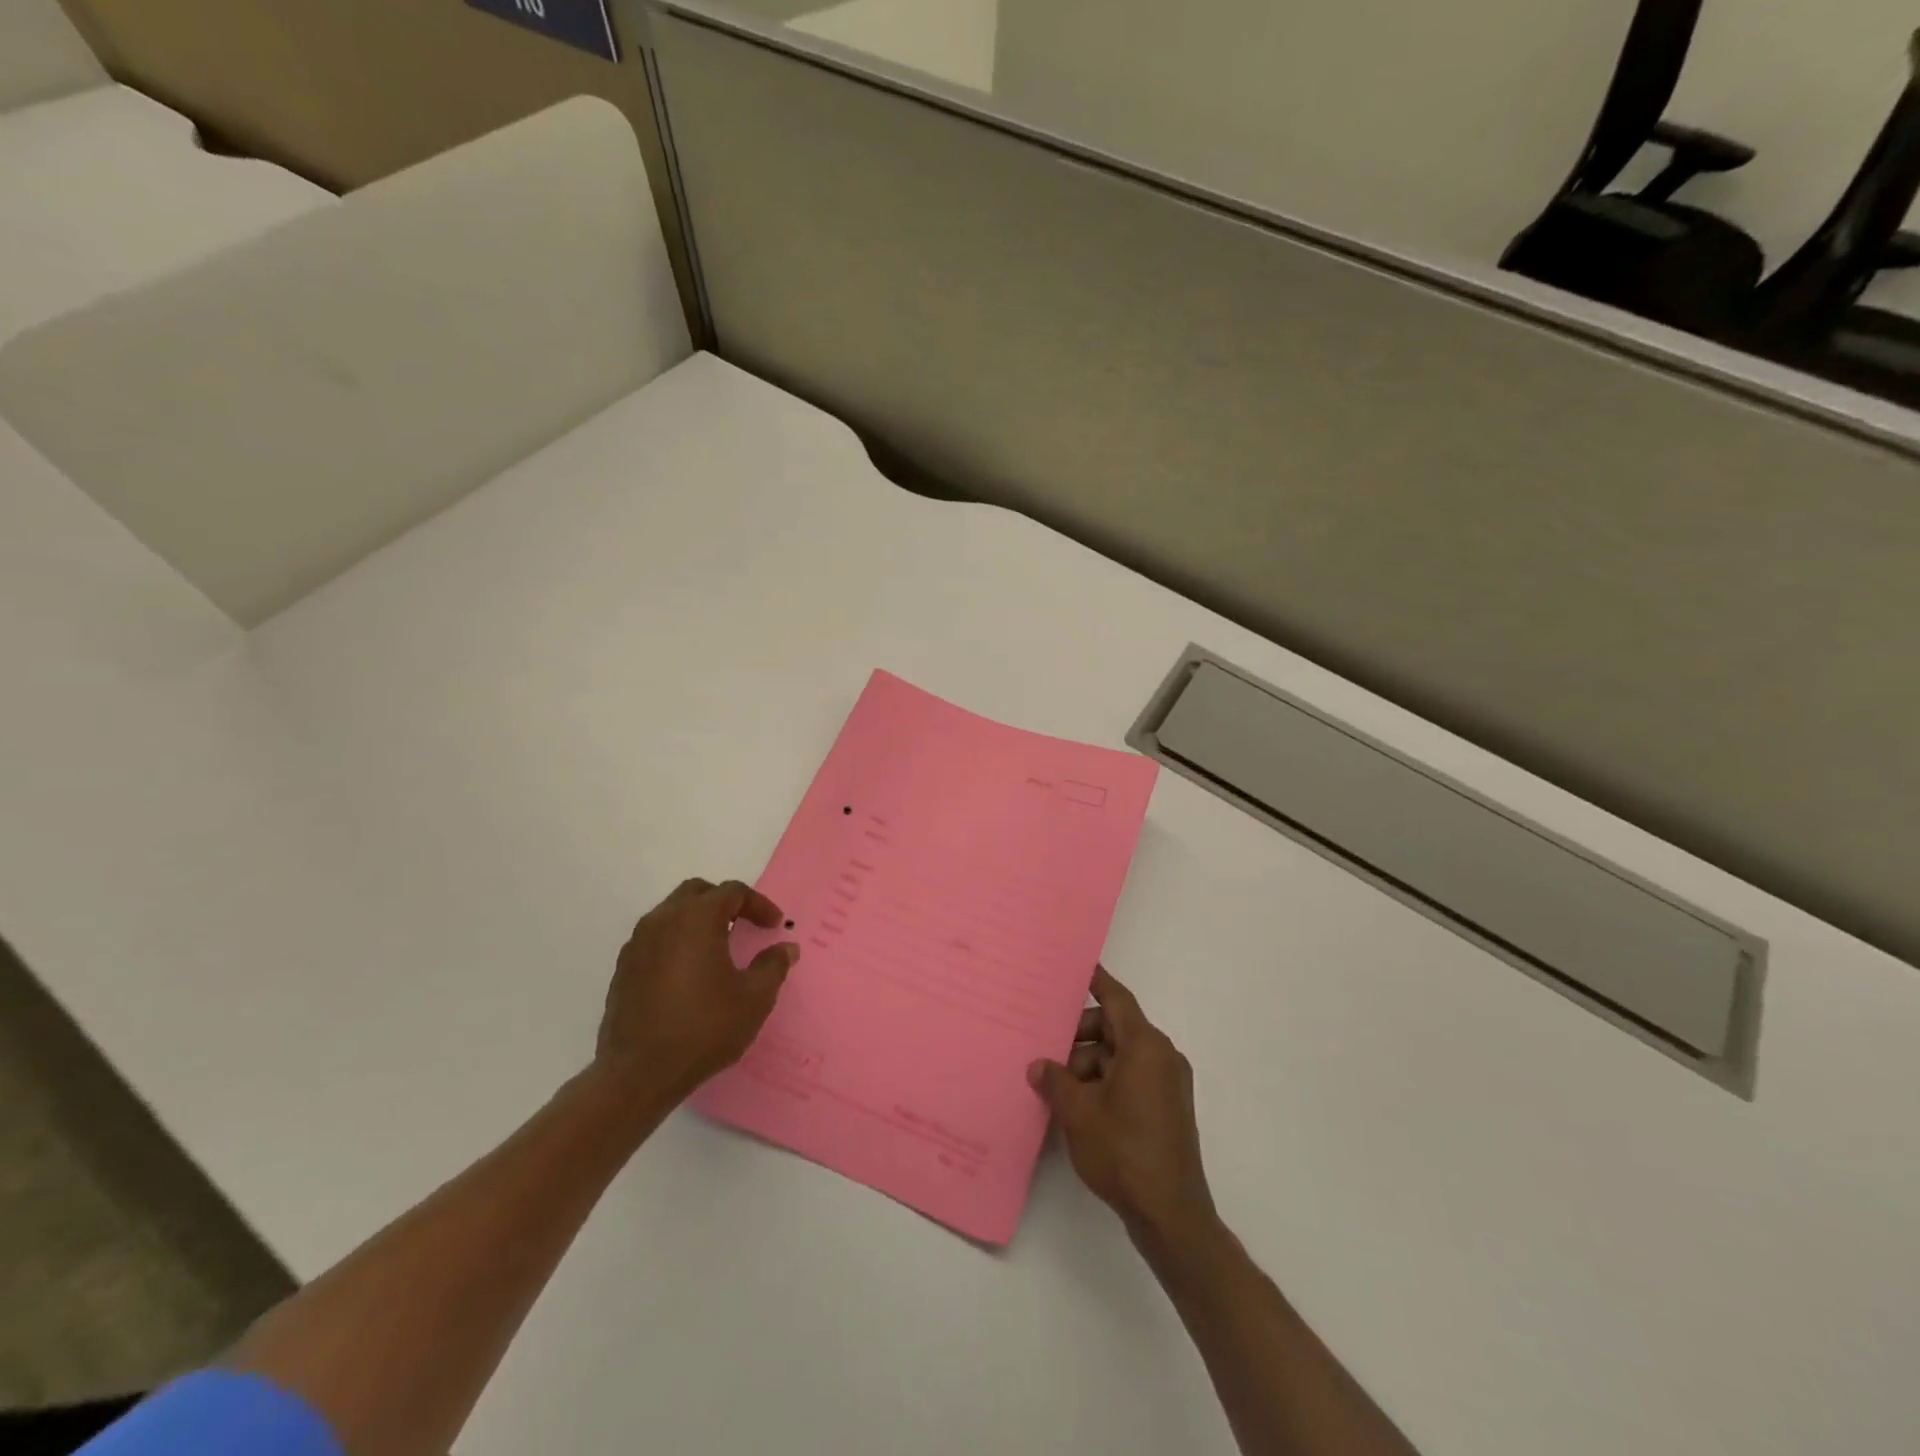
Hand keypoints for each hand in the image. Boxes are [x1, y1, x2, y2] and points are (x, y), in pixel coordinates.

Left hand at [595, 878, 797, 1103]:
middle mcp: (663, 920)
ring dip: (698, 921)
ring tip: (718, 949)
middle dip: (724, 903)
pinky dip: (677, 942)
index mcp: (697, 919)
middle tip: (744, 926)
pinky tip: (690, 974)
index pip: (732, 892)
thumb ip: (773, 966)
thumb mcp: (754, 999)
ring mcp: (638, 944)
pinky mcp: (624, 968)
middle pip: (697, 893)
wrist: (637, 1073)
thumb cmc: (703, 1028)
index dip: (758, 905)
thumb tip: (785, 948)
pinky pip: (656, 939)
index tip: (774, 926)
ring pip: (672, 913)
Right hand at [1029, 966, 1216, 1240]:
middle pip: (1115, 1028)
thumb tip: (1038, 1065)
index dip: (1095, 981)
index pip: (1116, 998)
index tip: (1075, 967)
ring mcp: (1168, 1084)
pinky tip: (1078, 1106)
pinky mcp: (1167, 1109)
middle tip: (1046, 1051)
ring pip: (1120, 1056)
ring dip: (1089, 1065)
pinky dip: (1105, 1082)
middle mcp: (1162, 1056)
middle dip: (1079, 1037)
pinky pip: (1131, 1078)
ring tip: (1057, 1089)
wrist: (1171, 1215)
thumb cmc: (1124, 1153)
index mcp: (1145, 1046)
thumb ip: (1055, 1081)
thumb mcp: (1078, 1113)